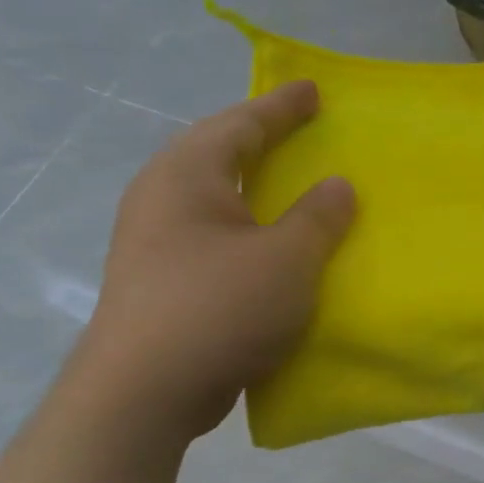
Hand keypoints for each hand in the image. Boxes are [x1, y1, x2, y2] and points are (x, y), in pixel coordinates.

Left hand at [71, 82, 354, 444]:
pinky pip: (213, 237)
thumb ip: (318, 217)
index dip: (281, 107)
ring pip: (213, 199)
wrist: (145, 391)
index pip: (240, 124)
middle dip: (260, 140)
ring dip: (253, 190)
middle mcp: (161, 198)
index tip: (313, 91)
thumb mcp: (287, 259)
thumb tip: (338, 185)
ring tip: (288, 188)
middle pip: (218, 154)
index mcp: (187, 175)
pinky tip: (268, 250)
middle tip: (300, 132)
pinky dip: (246, 230)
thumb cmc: (220, 308)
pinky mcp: (160, 282)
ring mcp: (153, 242)